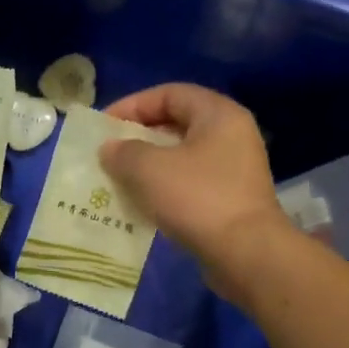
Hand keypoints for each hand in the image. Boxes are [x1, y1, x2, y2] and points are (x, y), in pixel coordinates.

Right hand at [100, 83, 293, 297]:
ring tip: (118, 179)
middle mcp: (231, 136)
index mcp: (218, 115)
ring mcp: (233, 170)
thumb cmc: (197, 198)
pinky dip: (162, 189)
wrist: (245, 254)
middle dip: (138, 137)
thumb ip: (123, 151)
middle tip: (108, 153)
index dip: (133, 105)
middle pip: (176, 124)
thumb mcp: (148, 168)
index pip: (170, 93)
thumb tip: (110, 149)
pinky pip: (188, 184)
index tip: (104, 126)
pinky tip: (140, 204)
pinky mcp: (230, 200)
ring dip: (148, 166)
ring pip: (181, 157)